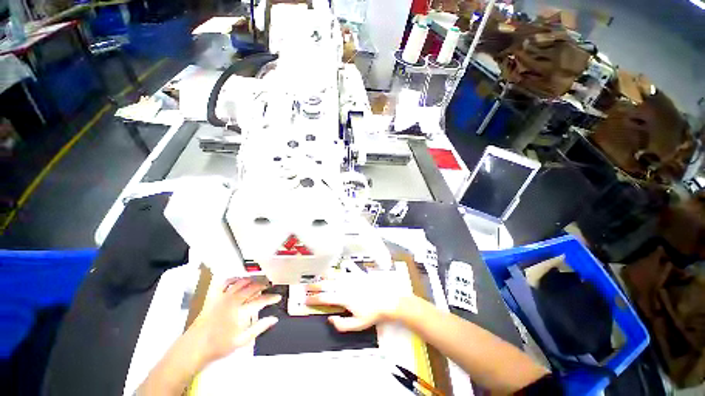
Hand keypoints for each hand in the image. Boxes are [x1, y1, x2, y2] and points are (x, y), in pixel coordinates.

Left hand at [187, 278, 280, 365]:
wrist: (194, 347)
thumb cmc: (219, 346)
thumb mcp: (242, 340)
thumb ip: (259, 328)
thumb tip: (274, 319)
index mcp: (241, 311)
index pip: (261, 300)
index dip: (271, 298)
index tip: (277, 297)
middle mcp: (233, 300)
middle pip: (253, 287)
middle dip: (263, 286)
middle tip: (268, 287)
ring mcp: (223, 297)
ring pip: (241, 282)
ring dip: (251, 280)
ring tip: (257, 282)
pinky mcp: (214, 297)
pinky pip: (225, 282)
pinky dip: (233, 279)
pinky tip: (238, 280)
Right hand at [305, 275, 408, 331]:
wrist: (387, 301)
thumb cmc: (373, 313)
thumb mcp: (357, 324)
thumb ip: (342, 324)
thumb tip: (330, 319)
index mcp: (343, 298)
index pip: (324, 298)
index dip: (313, 299)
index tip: (306, 299)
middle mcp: (345, 286)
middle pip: (326, 285)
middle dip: (314, 286)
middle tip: (306, 287)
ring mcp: (352, 278)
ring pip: (335, 275)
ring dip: (325, 276)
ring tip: (318, 276)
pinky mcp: (359, 274)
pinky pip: (349, 267)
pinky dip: (344, 266)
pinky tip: (341, 265)